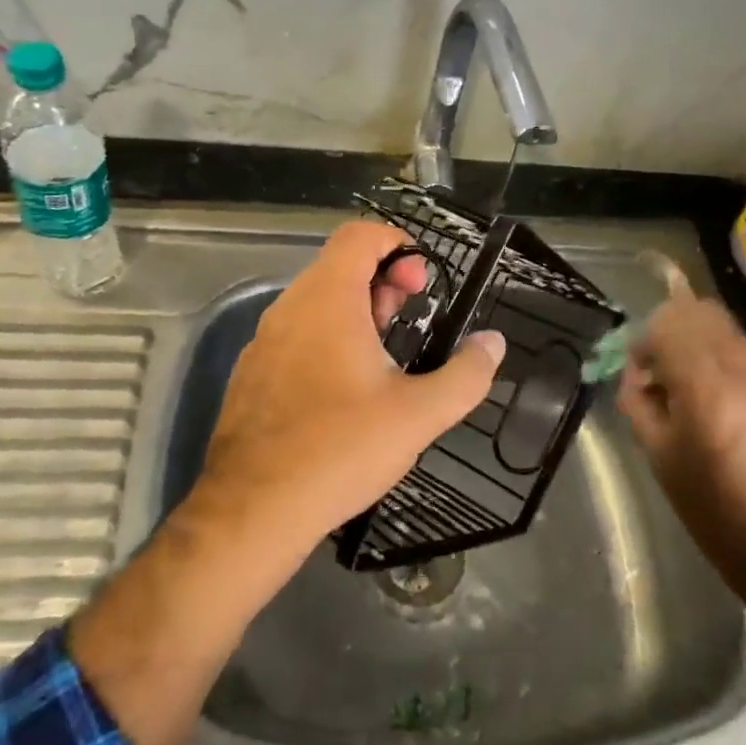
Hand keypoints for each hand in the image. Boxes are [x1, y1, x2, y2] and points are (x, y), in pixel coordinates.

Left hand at [187, 220, 506, 560]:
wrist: (254, 508)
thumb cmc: (341, 449)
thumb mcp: (419, 414)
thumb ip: (466, 375)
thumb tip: (493, 344)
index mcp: (327, 300)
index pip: (358, 236)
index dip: (396, 245)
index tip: (422, 283)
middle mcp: (289, 308)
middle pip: (338, 266)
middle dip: (383, 282)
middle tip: (412, 318)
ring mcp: (263, 341)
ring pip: (315, 302)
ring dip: (356, 312)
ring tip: (385, 355)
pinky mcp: (252, 374)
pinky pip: (295, 334)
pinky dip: (326, 338)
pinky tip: (345, 389)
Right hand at [618, 289, 745, 605]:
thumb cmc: (711, 507)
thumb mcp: (658, 455)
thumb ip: (637, 401)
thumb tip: (636, 372)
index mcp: (705, 388)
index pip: (669, 324)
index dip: (645, 339)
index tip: (638, 368)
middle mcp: (741, 369)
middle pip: (700, 311)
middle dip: (670, 329)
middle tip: (658, 366)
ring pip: (724, 326)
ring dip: (696, 339)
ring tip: (686, 380)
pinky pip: (743, 349)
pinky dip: (719, 355)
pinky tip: (714, 393)